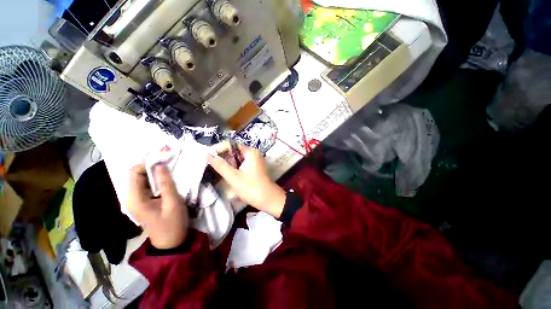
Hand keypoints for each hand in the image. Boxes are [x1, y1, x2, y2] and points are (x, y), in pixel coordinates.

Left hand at [128, 164, 188, 248]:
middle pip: (137, 175)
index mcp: (135, 199)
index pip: (134, 173)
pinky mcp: (143, 203)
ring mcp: (136, 201)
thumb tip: (160, 164)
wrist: (170, 242)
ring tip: (170, 170)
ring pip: (142, 180)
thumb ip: (166, 183)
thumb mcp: (173, 202)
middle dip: (152, 167)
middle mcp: (131, 198)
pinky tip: (167, 180)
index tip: (164, 161)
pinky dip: (156, 180)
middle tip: (169, 163)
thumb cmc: (173, 223)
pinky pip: (147, 186)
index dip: (147, 164)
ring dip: (155, 173)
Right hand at [207, 145, 285, 217]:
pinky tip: (228, 174)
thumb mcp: (233, 177)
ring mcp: (256, 161)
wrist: (269, 199)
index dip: (219, 150)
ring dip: (228, 164)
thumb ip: (220, 165)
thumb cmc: (251, 188)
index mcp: (250, 152)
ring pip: (238, 159)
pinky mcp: (256, 168)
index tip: (208, 157)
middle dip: (223, 158)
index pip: (231, 146)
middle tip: (211, 165)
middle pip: (234, 152)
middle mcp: (254, 153)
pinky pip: (242, 164)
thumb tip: (207, 154)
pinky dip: (235, 167)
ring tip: (216, 170)